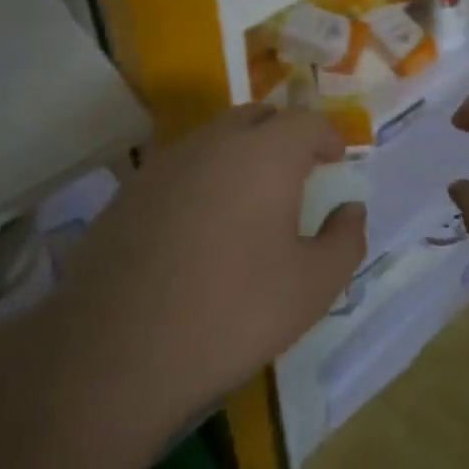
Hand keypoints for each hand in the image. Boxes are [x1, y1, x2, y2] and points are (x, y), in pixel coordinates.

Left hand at [48, 106, 365, 451]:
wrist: (117, 351)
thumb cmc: (232, 312)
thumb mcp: (312, 287)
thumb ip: (345, 241)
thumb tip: (351, 210)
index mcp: (265, 154)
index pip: (306, 122)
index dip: (327, 135)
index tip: (337, 159)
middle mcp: (214, 142)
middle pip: (257, 117)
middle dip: (284, 135)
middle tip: (298, 172)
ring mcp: (165, 163)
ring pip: (214, 138)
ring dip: (240, 154)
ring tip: (250, 199)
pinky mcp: (129, 191)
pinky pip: (180, 167)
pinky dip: (202, 179)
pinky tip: (200, 225)